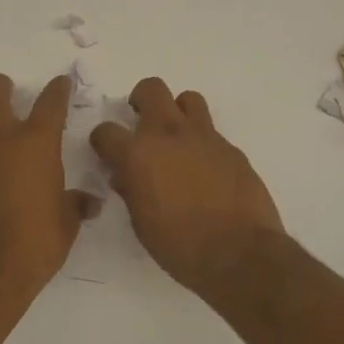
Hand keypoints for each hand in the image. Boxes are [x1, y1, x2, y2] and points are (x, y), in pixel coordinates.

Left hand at [0, 74, 100, 293]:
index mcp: (36, 143)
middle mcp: (0, 137)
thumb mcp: (66, 223)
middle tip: (8, 92)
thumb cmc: (36, 242)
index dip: (58, 89)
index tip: (61, 84)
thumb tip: (89, 202)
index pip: (50, 103)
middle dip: (1, 86)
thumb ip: (75, 204)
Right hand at [89, 78, 284, 292]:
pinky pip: (211, 131)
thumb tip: (125, 176)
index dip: (103, 141)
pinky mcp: (230, 147)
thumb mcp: (141, 223)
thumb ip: (130, 190)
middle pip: (151, 89)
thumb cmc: (180, 246)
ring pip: (187, 99)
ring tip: (177, 138)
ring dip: (177, 112)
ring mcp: (203, 137)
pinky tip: (205, 168)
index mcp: (137, 155)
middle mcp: (168, 134)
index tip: (107, 153)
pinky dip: (202, 142)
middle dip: (141, 100)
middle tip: (141, 123)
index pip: (106, 131)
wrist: (240, 254)